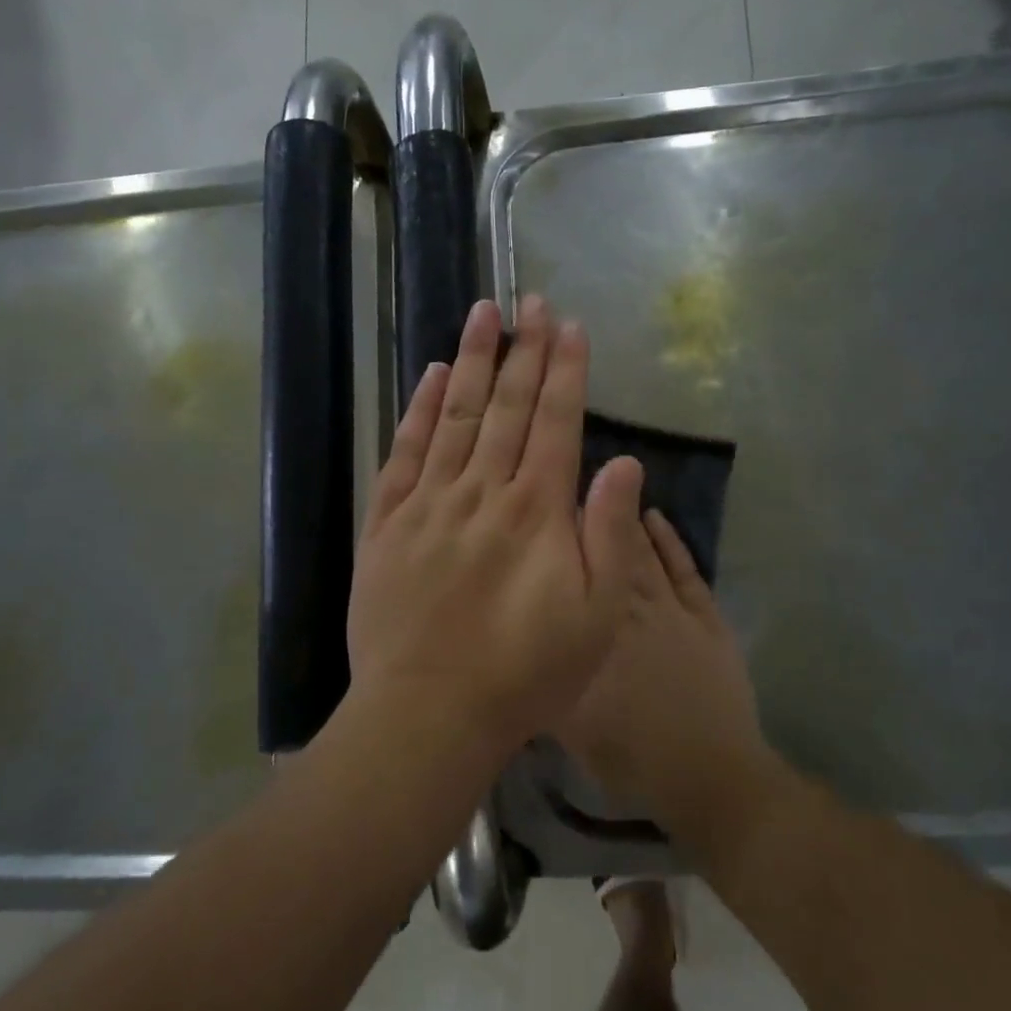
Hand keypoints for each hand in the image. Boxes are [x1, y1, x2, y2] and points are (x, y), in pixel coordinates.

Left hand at [347, 295, 644, 759]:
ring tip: (483, 313)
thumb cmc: (524, 673)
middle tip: (531, 299)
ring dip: (472, 360)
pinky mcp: (387, 522)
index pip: (556, 422)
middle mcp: (483, 490)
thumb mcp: (595, 617)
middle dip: (525, 349)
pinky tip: (430, 376)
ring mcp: (429, 502)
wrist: (428, 711)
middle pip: (508, 406)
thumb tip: (623, 464)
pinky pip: (403, 452)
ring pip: (454, 414)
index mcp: (537, 510)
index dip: (566, 371)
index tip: (570, 325)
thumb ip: (609, 534)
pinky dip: (417, 409)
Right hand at [557, 509, 770, 840]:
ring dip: (623, 520)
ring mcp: (671, 610)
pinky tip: (655, 515)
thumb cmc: (630, 755)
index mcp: (594, 633)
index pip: (571, 576)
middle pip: (604, 553)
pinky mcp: (706, 617)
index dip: (556, 539)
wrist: (709, 774)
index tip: (539, 508)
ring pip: (642, 553)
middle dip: (585, 517)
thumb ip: (542, 676)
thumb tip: (518, 640)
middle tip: (567, 483)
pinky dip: (671, 541)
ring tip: (605, 483)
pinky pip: (685, 570)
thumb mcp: (567, 726)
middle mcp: (628, 610)